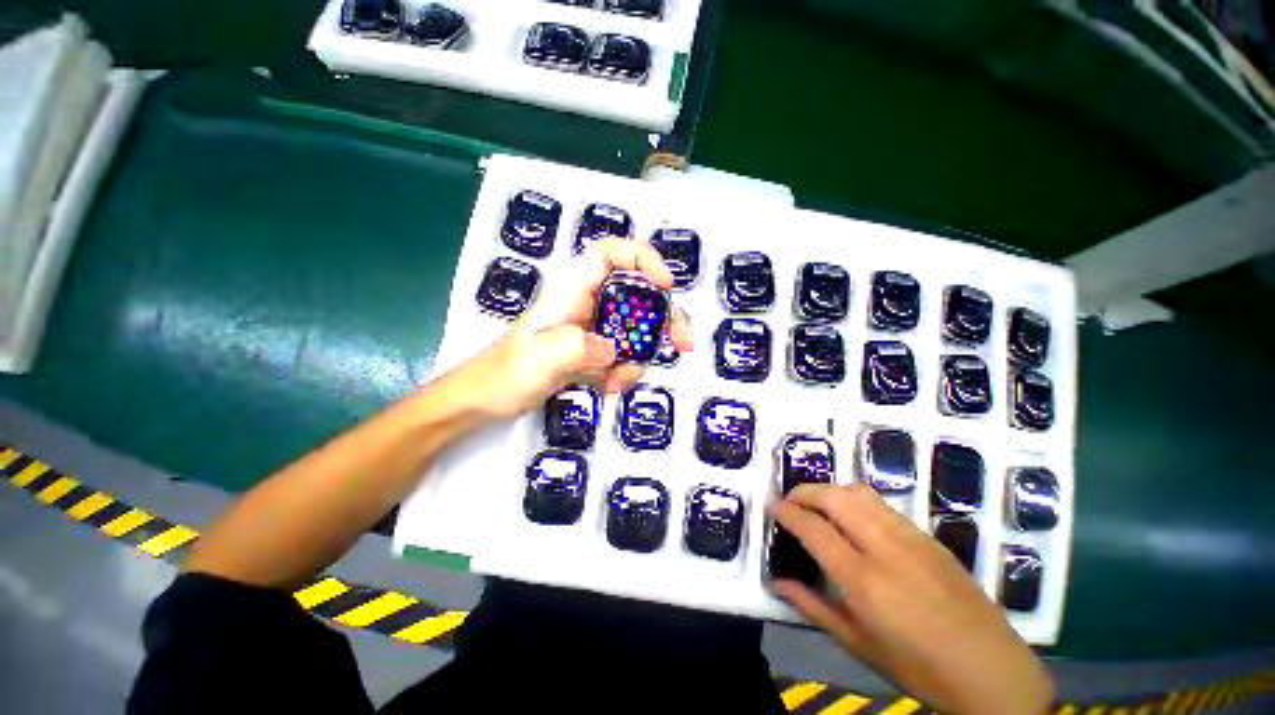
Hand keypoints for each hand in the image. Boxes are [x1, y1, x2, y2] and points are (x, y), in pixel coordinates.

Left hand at [460, 239, 692, 418]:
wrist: (488, 399)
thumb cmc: (506, 373)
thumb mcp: (540, 358)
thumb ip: (578, 347)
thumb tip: (614, 350)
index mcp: (573, 290)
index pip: (612, 253)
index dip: (643, 259)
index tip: (666, 285)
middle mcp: (588, 303)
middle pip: (640, 294)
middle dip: (665, 319)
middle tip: (682, 345)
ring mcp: (593, 328)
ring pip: (637, 330)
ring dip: (639, 357)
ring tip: (616, 382)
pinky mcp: (594, 350)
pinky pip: (625, 355)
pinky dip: (624, 372)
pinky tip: (608, 387)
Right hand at [769, 484, 1053, 714]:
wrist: (991, 671)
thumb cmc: (918, 667)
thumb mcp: (858, 645)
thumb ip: (812, 607)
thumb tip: (776, 582)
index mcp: (863, 580)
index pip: (813, 528)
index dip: (786, 511)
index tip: (771, 506)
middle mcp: (885, 548)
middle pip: (834, 498)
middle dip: (804, 492)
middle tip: (790, 501)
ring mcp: (911, 538)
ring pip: (859, 493)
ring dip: (830, 491)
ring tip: (818, 505)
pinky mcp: (929, 537)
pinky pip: (883, 504)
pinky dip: (857, 500)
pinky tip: (855, 518)